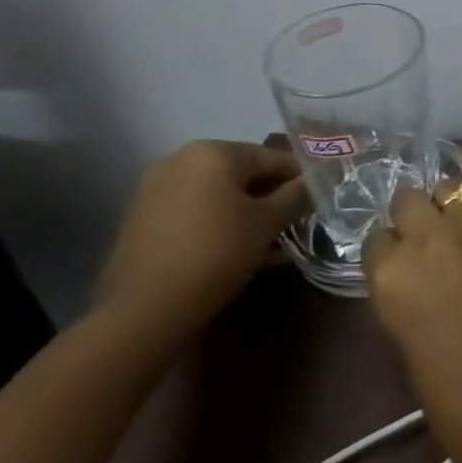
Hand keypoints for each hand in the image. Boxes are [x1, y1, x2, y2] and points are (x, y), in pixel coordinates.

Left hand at [96, 140, 306, 341]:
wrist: (144, 310)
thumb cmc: (217, 252)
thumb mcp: (269, 222)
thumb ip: (296, 195)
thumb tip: (311, 183)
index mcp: (213, 152)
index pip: (272, 157)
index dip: (301, 178)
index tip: (320, 198)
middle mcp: (180, 160)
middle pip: (243, 175)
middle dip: (272, 198)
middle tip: (296, 222)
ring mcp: (155, 190)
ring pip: (218, 196)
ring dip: (247, 214)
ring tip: (272, 243)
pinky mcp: (142, 220)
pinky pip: (194, 213)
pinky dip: (219, 225)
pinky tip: (239, 251)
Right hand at [366, 191, 461, 462]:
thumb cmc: (459, 402)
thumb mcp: (411, 350)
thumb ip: (409, 301)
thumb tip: (420, 284)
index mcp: (392, 275)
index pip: (377, 240)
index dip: (390, 253)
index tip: (400, 266)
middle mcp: (431, 238)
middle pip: (411, 201)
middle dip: (416, 217)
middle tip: (429, 243)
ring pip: (454, 190)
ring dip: (453, 209)